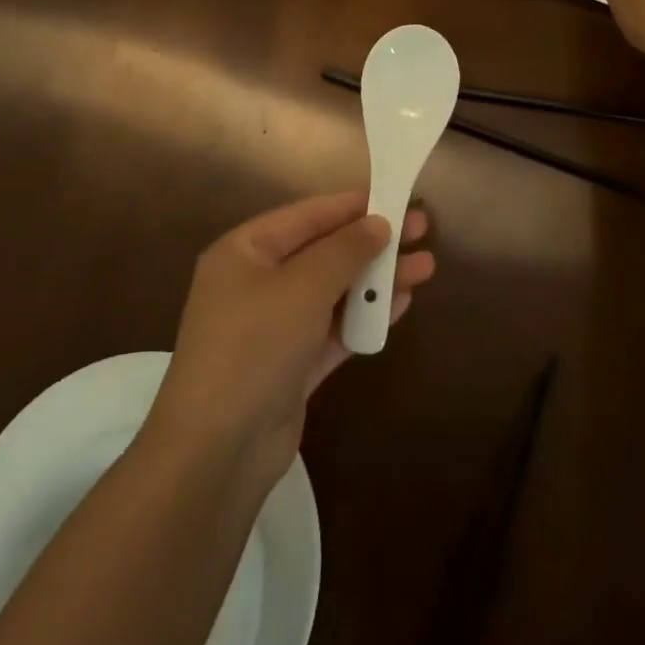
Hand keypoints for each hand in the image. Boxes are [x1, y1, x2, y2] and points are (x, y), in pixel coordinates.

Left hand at [147, 191, 433, 484]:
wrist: (219, 449)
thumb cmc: (254, 345)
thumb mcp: (302, 287)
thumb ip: (343, 251)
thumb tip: (377, 223)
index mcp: (244, 251)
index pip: (306, 216)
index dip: (351, 205)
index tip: (394, 195)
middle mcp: (256, 282)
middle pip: (323, 252)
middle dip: (371, 242)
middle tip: (420, 228)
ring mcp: (274, 326)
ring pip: (333, 291)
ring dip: (375, 280)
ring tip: (425, 266)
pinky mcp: (291, 365)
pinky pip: (334, 329)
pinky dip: (364, 317)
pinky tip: (401, 303)